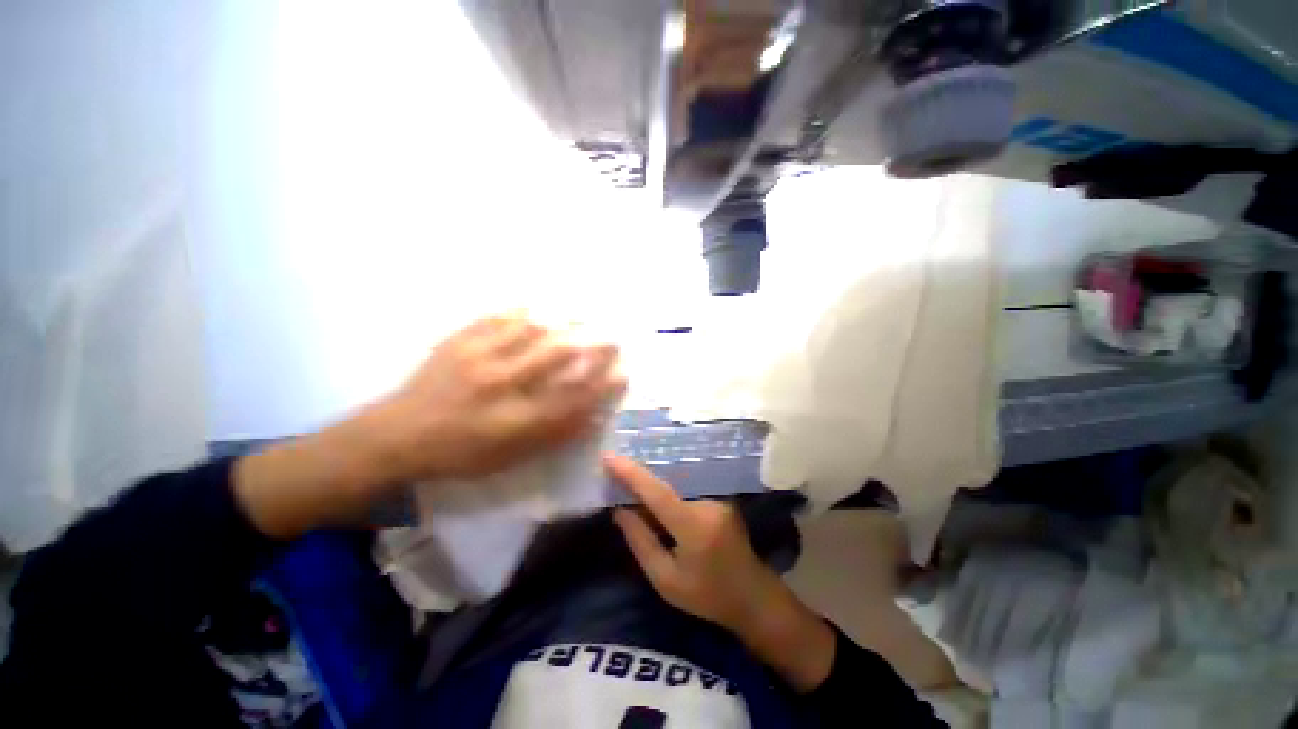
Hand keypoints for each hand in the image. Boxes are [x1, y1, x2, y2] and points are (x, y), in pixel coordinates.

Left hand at [235, 316, 624, 539]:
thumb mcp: (510, 459)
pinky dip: (524, 309)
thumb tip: (592, 414)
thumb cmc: (458, 455)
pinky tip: (540, 305)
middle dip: (593, 344)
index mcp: (513, 420)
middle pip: (558, 355)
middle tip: (612, 337)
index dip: (604, 383)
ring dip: (565, 320)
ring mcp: (477, 357)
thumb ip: (553, 436)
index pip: (573, 397)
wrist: (395, 436)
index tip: (624, 371)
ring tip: (584, 314)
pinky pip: (498, 317)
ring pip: (532, 329)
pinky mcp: (458, 341)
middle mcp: (500, 385)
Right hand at [608, 454, 783, 631]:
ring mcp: (718, 496)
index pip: (657, 493)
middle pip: (665, 482)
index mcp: (693, 526)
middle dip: (638, 477)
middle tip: (613, 473)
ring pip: (676, 483)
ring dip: (653, 484)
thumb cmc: (707, 595)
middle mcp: (707, 502)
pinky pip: (687, 486)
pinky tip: (656, 495)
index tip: (609, 458)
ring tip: (630, 484)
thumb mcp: (666, 580)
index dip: (631, 474)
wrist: (752, 595)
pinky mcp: (722, 495)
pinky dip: (668, 488)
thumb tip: (619, 510)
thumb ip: (641, 542)